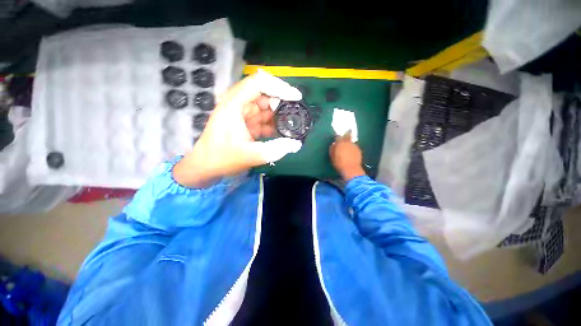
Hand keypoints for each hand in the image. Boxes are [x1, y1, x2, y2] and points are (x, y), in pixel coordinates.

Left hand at [173, 71, 302, 187]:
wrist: (206, 167)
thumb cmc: (223, 159)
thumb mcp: (251, 155)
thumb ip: (276, 149)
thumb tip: (297, 144)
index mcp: (235, 104)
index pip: (259, 83)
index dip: (280, 87)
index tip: (296, 98)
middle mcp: (238, 104)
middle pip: (264, 93)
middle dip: (281, 102)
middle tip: (295, 114)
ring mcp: (242, 113)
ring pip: (265, 106)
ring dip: (278, 114)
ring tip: (292, 124)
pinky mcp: (245, 123)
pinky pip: (263, 118)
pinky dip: (273, 123)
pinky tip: (282, 131)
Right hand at [329, 132, 365, 180]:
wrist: (351, 169)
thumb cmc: (339, 163)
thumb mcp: (332, 156)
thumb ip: (332, 149)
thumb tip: (334, 144)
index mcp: (340, 143)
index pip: (338, 136)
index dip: (337, 137)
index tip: (336, 139)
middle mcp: (348, 142)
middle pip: (347, 135)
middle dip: (346, 135)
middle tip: (344, 137)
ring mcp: (354, 145)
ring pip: (351, 141)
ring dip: (349, 143)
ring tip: (347, 148)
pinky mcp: (359, 150)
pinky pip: (354, 146)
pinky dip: (352, 148)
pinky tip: (351, 153)